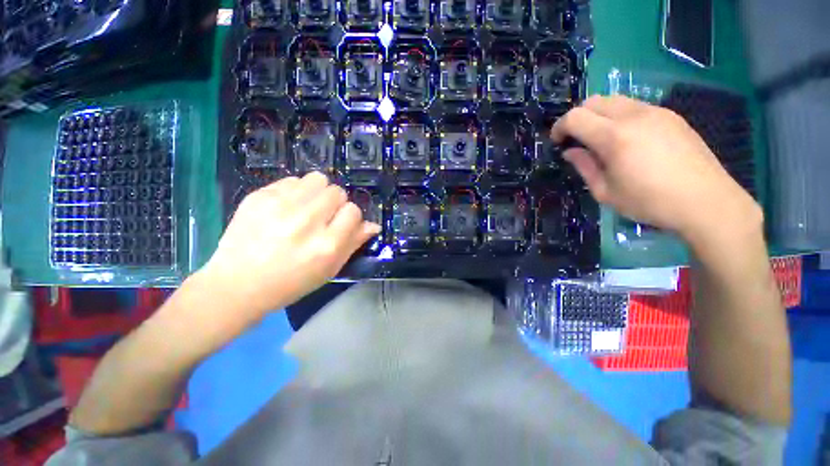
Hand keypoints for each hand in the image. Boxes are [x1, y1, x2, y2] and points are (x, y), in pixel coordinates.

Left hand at [195, 172, 380, 322]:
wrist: (238, 284)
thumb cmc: (291, 282)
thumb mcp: (330, 269)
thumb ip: (354, 243)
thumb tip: (373, 225)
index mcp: (327, 245)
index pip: (353, 211)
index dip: (350, 217)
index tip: (341, 225)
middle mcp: (307, 222)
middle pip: (337, 192)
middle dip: (335, 203)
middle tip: (323, 217)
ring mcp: (281, 206)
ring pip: (317, 179)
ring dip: (318, 192)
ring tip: (307, 207)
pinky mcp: (259, 197)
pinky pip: (292, 181)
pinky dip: (296, 191)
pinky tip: (286, 207)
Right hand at [551, 95, 760, 243]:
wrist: (706, 201)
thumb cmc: (649, 201)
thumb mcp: (605, 192)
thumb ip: (585, 167)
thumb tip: (571, 151)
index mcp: (614, 137)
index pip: (575, 117)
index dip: (560, 127)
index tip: (557, 142)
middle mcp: (634, 116)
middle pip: (594, 100)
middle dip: (578, 117)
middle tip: (576, 139)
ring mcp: (656, 112)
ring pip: (615, 100)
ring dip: (599, 115)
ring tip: (601, 139)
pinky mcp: (671, 116)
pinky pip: (636, 107)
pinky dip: (620, 117)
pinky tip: (627, 139)